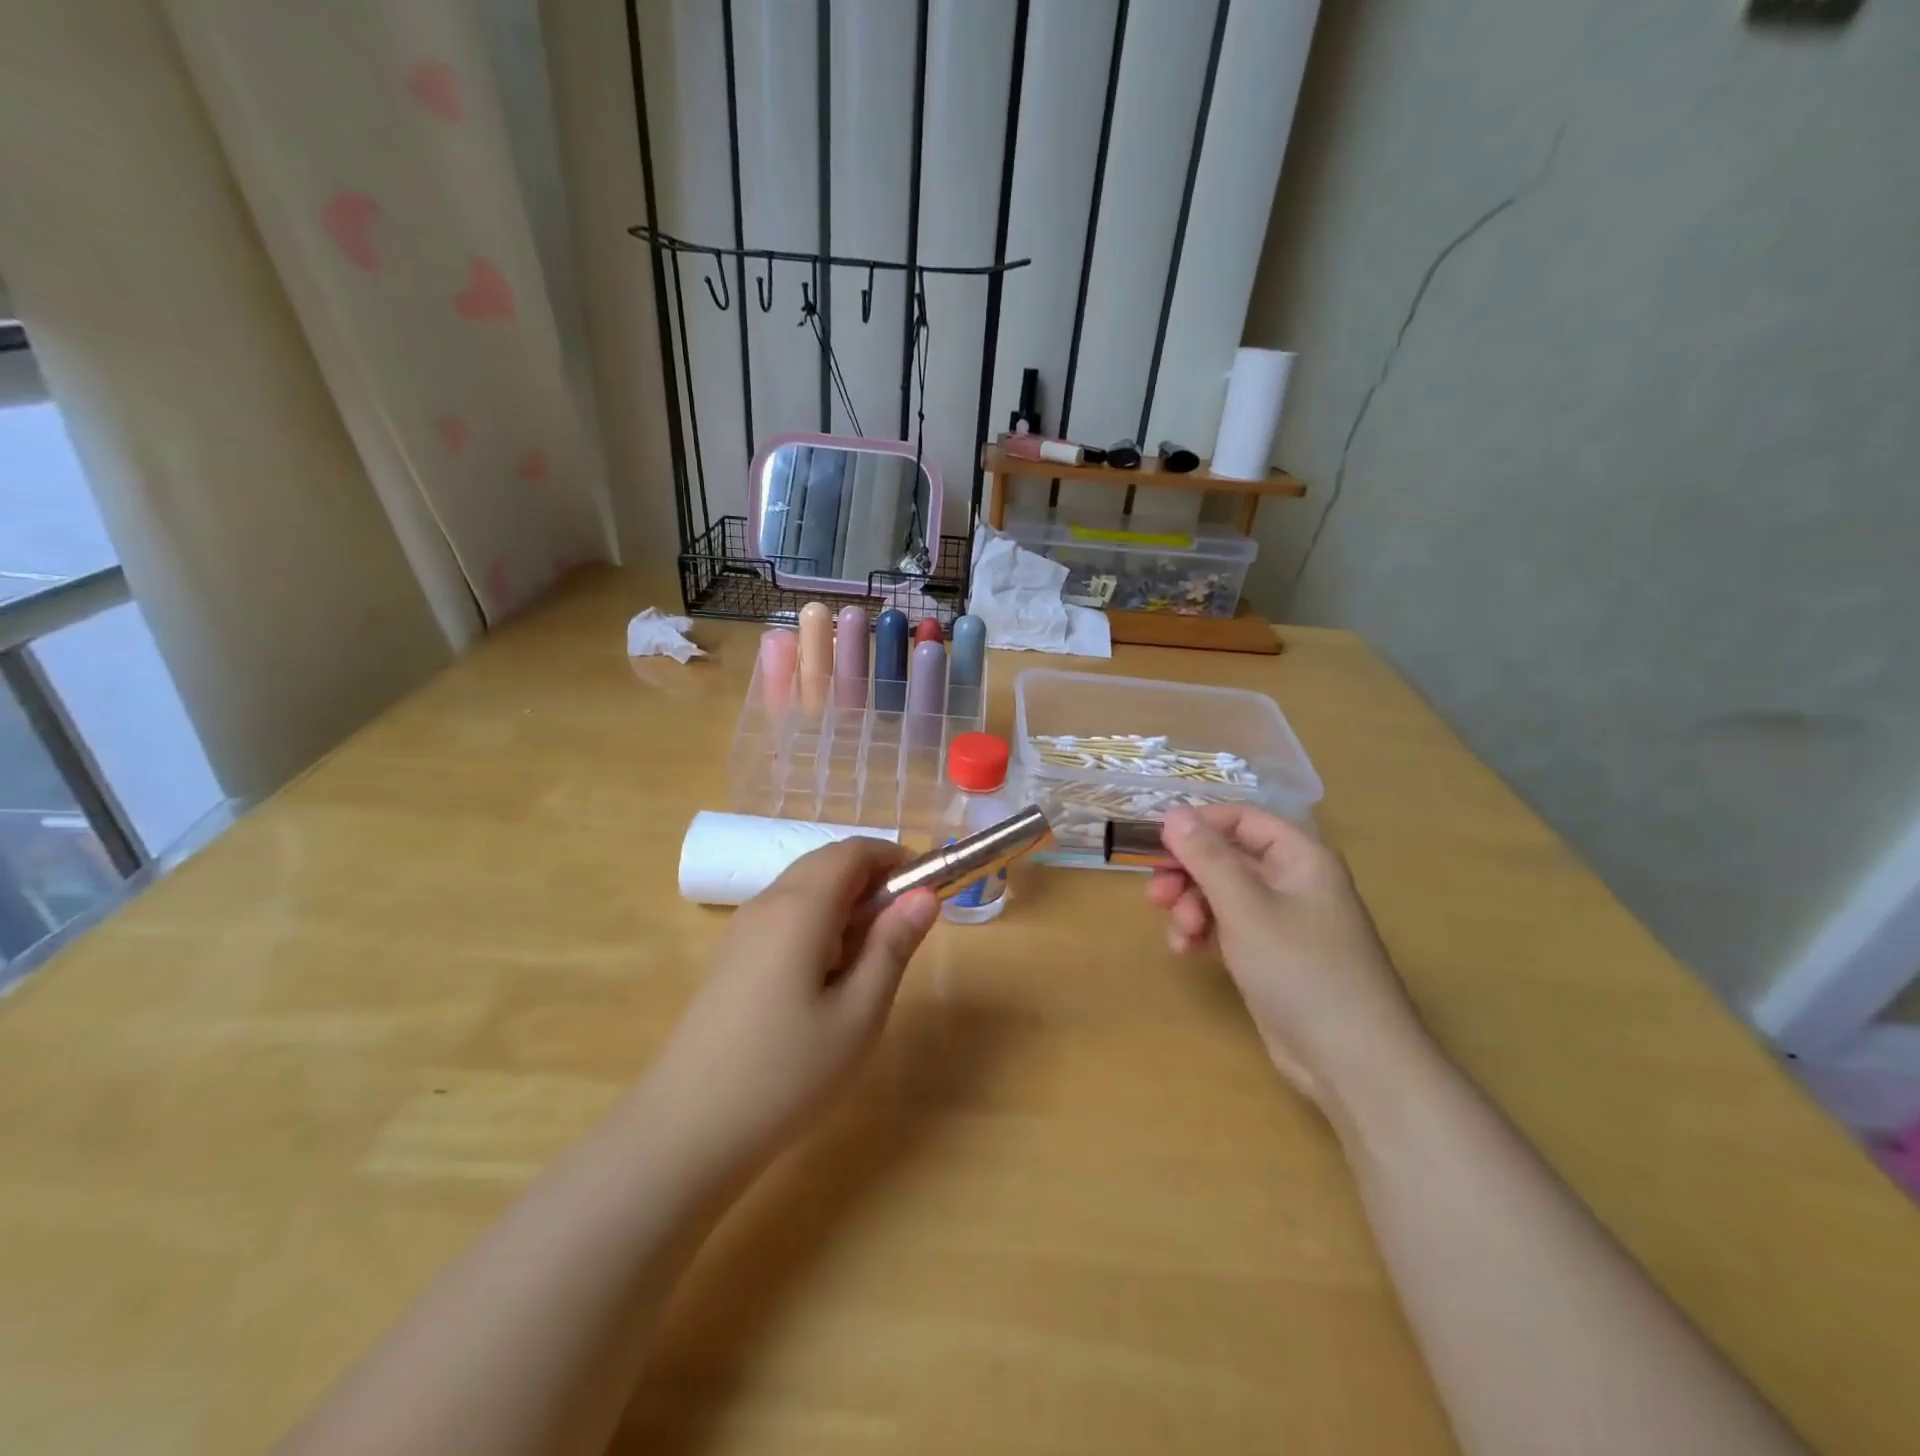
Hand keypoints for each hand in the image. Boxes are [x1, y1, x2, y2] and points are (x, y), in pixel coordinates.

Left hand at [642, 838, 938, 1182]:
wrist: (687, 1130)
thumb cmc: (786, 1073)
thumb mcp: (858, 1014)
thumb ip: (893, 946)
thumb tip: (925, 895)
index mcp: (800, 907)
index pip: (853, 851)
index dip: (895, 857)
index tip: (927, 890)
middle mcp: (768, 903)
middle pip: (827, 863)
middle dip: (873, 879)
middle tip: (904, 929)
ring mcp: (743, 929)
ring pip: (805, 888)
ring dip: (846, 902)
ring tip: (869, 959)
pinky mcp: (733, 956)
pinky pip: (785, 915)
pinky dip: (819, 922)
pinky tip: (828, 977)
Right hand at [1148, 805, 1425, 1103]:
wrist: (1352, 1062)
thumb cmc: (1301, 970)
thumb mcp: (1246, 907)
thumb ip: (1207, 857)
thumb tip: (1173, 813)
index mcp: (1300, 857)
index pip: (1241, 819)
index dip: (1198, 825)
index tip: (1156, 843)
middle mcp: (1292, 881)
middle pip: (1227, 856)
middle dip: (1188, 873)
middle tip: (1156, 895)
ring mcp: (1281, 920)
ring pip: (1221, 893)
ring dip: (1191, 906)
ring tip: (1180, 934)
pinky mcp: (1270, 954)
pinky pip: (1227, 926)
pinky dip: (1203, 931)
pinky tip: (1187, 951)